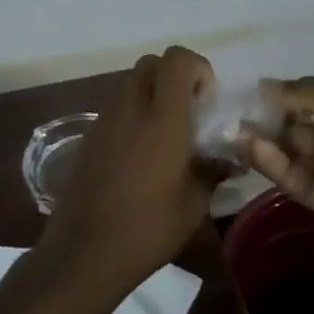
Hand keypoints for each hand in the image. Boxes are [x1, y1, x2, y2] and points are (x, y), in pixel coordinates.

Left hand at [34, 47, 217, 302]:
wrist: (83, 254)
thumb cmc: (147, 229)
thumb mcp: (193, 204)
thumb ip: (213, 171)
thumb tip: (229, 159)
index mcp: (162, 119)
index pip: (177, 59)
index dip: (197, 69)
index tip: (206, 103)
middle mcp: (131, 108)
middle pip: (152, 63)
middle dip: (174, 77)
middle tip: (188, 113)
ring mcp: (104, 120)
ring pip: (131, 83)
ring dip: (152, 95)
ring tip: (166, 136)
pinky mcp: (88, 137)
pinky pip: (116, 108)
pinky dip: (133, 115)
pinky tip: (140, 155)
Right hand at [241, 77, 313, 269]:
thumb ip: (311, 96)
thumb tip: (265, 84)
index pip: (305, 100)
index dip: (278, 96)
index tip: (244, 92)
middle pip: (294, 129)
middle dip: (265, 121)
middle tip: (229, 116)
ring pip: (292, 157)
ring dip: (265, 145)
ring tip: (234, 134)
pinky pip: (299, 184)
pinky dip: (276, 168)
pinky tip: (255, 152)